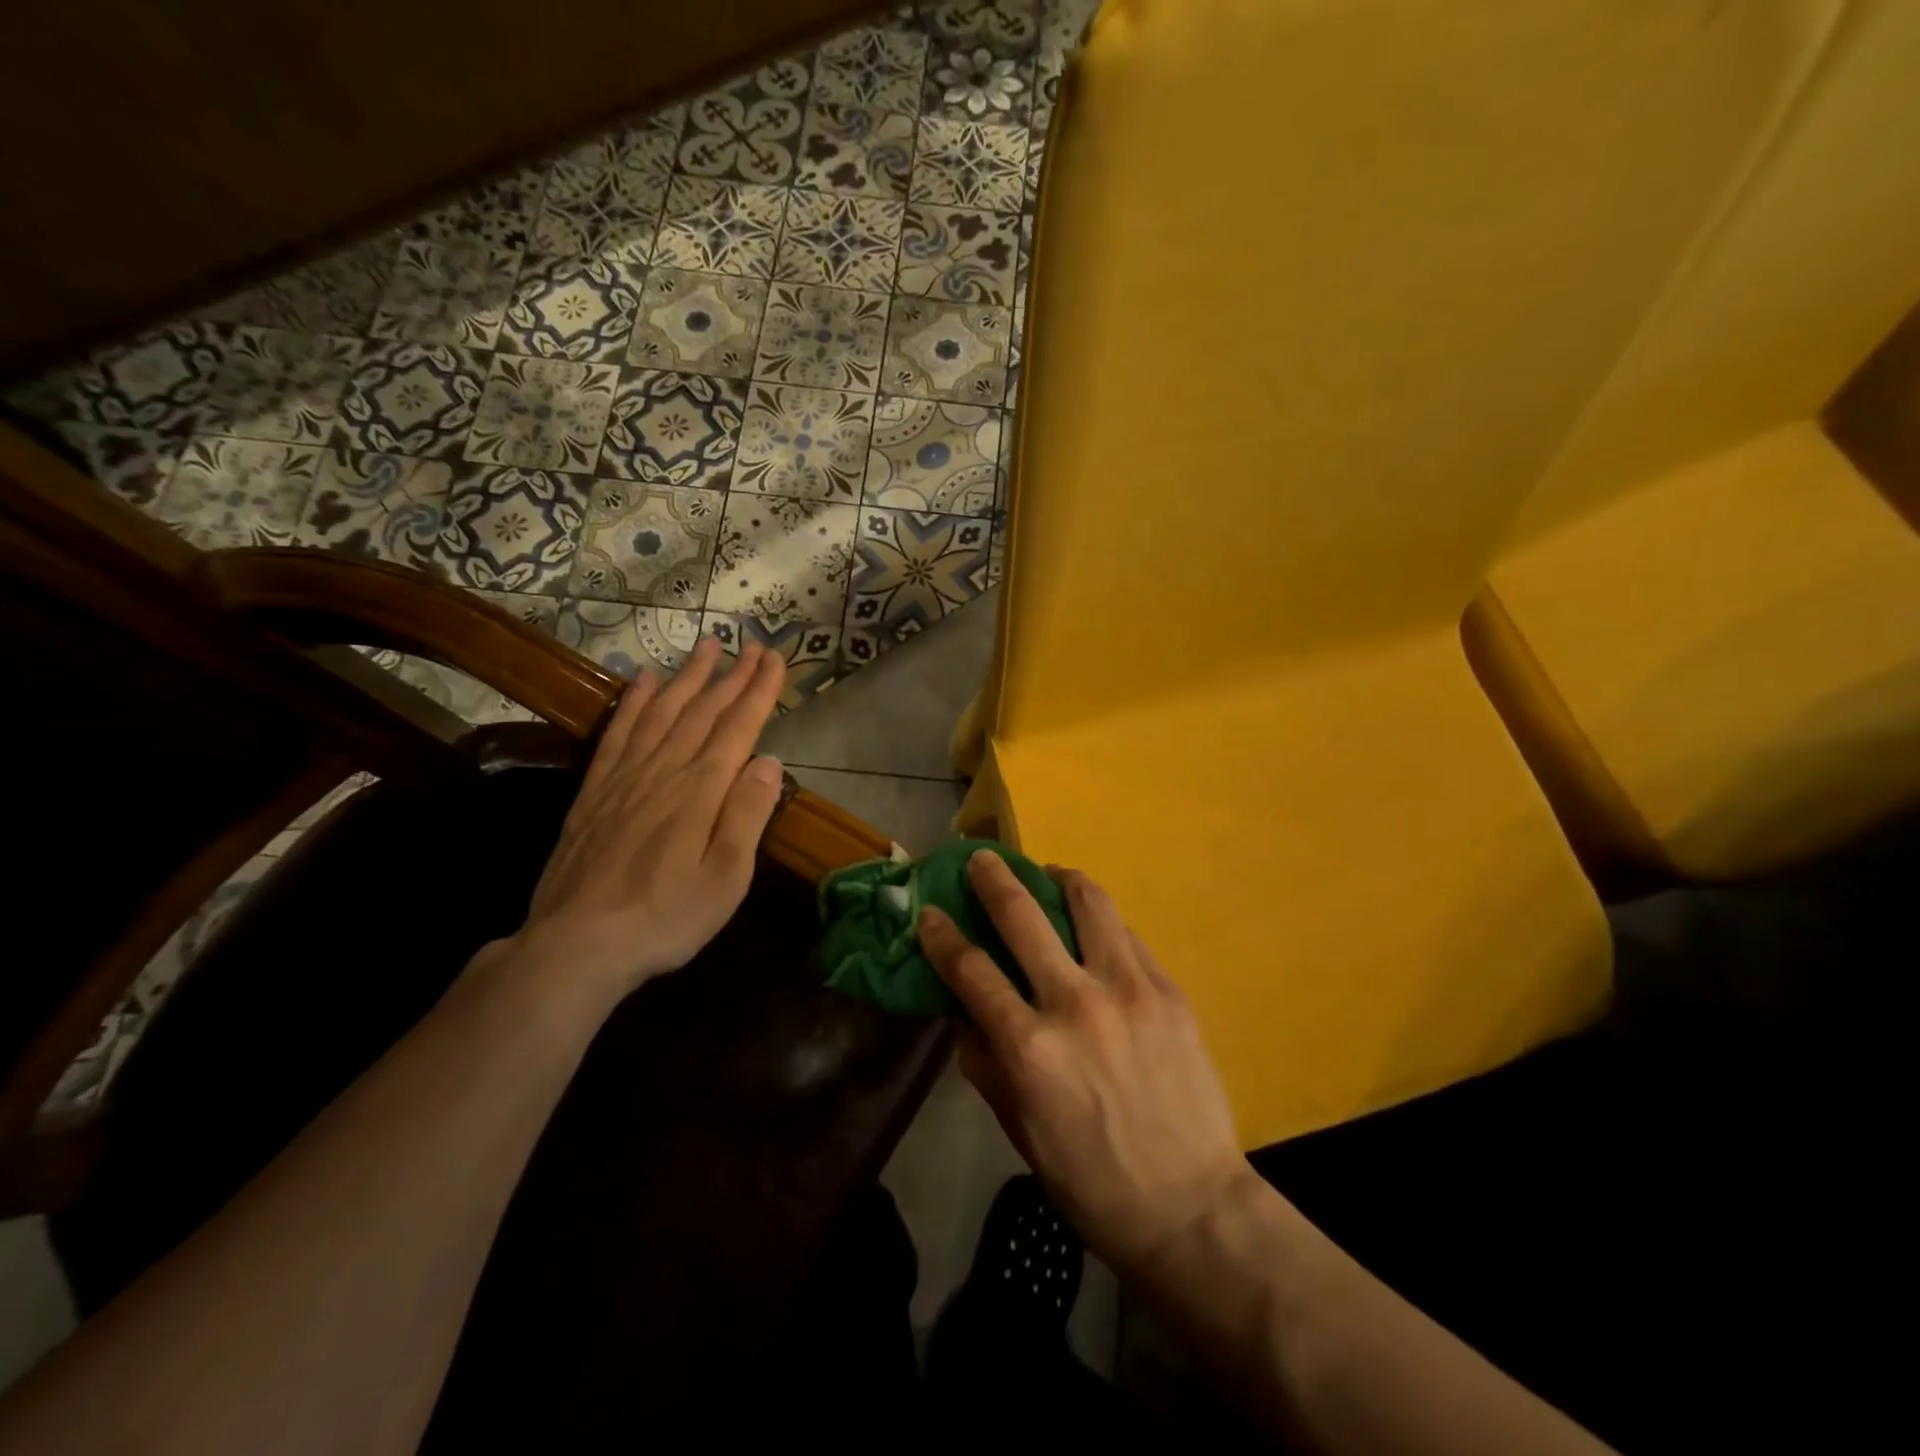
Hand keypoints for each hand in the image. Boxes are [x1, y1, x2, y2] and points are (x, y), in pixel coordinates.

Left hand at [505, 636, 785, 1009]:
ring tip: (707, 647)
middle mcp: (665, 770)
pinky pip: (618, 731)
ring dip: (687, 676)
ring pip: (662, 711)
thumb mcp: (727, 878)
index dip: (759, 690)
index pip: (738, 727)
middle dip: (731, 675)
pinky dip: (633, 701)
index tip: (775, 658)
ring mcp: (625, 776)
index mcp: (701, 790)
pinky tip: (642, 680)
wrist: (578, 943)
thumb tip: (769, 761)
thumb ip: (748, 814)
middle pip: (703, 711)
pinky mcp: (596, 789)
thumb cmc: (667, 917)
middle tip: (751, 644)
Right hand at [919, 853, 1256, 1274]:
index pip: (971, 970)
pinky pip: (1126, 935)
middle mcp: (1075, 1003)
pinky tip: (1094, 925)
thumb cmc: (1092, 1181)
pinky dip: (1101, 920)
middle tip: (981, 858)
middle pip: (1023, 917)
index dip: (942, 935)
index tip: (930, 912)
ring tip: (1048, 874)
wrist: (1192, 1206)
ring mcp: (1127, 989)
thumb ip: (986, 1065)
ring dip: (1059, 878)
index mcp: (1030, 1048)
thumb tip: (965, 1016)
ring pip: (1088, 904)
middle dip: (993, 879)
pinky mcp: (1167, 990)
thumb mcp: (1019, 1131)